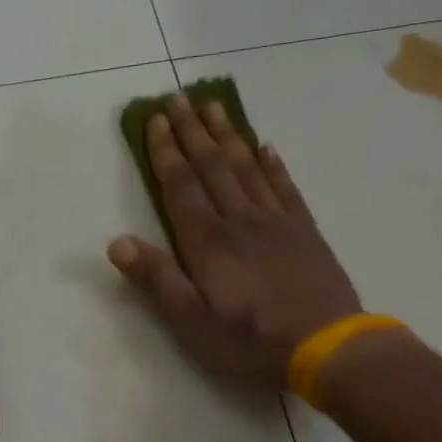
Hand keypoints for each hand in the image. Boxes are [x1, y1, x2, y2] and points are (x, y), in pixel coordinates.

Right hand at [108, 96, 360, 385]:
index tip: (155, 119)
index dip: (166, 152)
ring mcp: (276, 221)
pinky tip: (265, 146)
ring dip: (228, 135)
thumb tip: (116, 243)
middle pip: (212, 166)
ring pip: (247, 167)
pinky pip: (284, 186)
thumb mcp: (191, 321)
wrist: (326, 345)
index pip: (181, 186)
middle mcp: (239, 220)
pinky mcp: (304, 230)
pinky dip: (272, 163)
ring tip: (215, 106)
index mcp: (207, 242)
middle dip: (193, 131)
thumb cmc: (249, 339)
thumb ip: (157, 279)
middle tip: (180, 97)